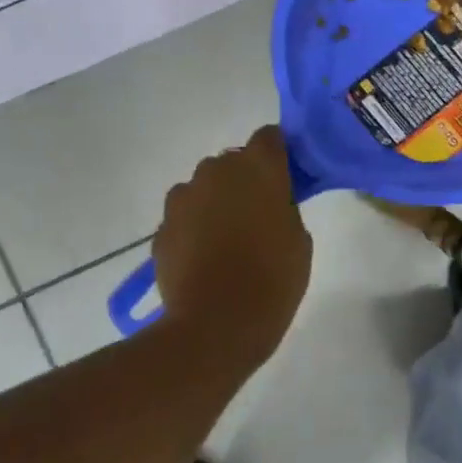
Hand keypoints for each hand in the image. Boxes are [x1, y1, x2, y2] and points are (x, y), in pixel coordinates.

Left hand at [152, 125, 312, 358]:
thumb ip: (284, 207)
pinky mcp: (162, 226)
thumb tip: (270, 203)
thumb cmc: (273, 279)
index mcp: (259, 168)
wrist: (216, 325)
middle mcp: (217, 171)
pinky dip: (194, 227)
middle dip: (244, 180)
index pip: (269, 137)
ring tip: (227, 238)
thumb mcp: (299, 239)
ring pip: (204, 187)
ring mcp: (183, 198)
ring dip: (215, 201)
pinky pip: (184, 216)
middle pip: (232, 162)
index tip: (285, 176)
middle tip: (258, 212)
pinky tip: (205, 257)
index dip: (277, 154)